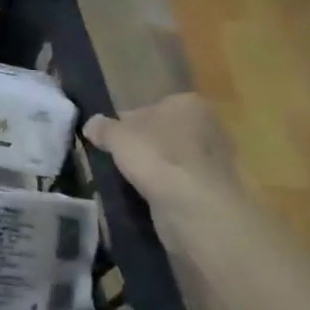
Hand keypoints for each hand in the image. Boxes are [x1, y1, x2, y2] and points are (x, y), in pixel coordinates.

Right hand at [84, 94, 246, 236]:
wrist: (195, 207)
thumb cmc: (156, 157)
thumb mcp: (116, 135)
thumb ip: (102, 127)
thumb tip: (92, 125)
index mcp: (187, 103)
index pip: (148, 108)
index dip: (125, 124)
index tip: (110, 141)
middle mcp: (208, 125)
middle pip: (162, 133)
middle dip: (143, 146)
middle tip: (118, 161)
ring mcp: (216, 159)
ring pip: (172, 159)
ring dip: (154, 169)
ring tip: (131, 182)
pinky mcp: (216, 188)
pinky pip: (182, 182)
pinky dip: (167, 188)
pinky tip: (150, 197)